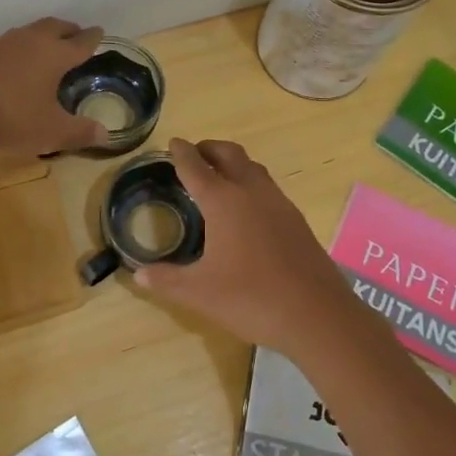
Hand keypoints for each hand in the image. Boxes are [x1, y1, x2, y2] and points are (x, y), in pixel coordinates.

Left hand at [0, 18, 110, 157]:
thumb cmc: (11, 118)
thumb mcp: (51, 131)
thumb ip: (80, 132)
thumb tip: (106, 134)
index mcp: (55, 54)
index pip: (81, 41)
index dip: (93, 38)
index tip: (100, 33)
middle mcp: (33, 40)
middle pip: (57, 27)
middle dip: (70, 31)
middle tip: (78, 38)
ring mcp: (6, 43)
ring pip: (34, 31)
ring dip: (47, 35)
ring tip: (53, 49)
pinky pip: (16, 41)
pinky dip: (28, 45)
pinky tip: (24, 62)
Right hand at [135, 137, 377, 359]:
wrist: (317, 314)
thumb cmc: (252, 298)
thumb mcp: (200, 293)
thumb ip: (167, 281)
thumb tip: (138, 275)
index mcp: (224, 202)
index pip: (196, 167)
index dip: (182, 153)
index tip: (173, 142)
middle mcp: (252, 192)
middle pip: (229, 155)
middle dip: (209, 148)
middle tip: (194, 153)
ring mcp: (279, 204)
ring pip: (253, 168)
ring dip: (233, 163)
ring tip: (219, 175)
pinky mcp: (296, 220)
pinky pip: (268, 187)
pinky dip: (251, 183)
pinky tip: (248, 208)